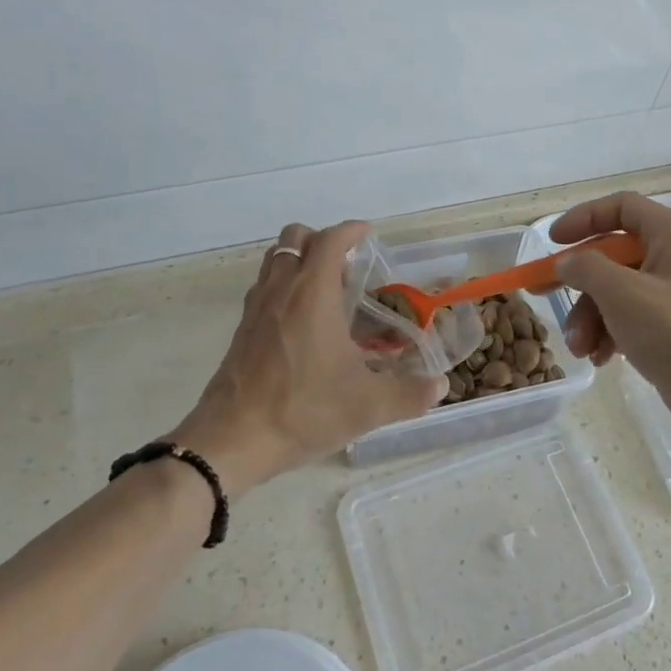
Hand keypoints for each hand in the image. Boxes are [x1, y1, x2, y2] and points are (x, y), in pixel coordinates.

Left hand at [171, 221, 445, 496]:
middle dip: (322, 240)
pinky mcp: (242, 330)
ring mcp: (256, 308)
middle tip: (347, 266)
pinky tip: (301, 323)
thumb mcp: (366, 407)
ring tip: (325, 290)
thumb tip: (440, 386)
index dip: (351, 230)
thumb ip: (408, 395)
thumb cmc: (302, 410)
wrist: (231, 440)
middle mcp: (281, 289)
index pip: (330, 240)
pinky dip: (283, 286)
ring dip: (298, 260)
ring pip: (274, 260)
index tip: (368, 234)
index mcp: (312, 294)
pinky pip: (263, 287)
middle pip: (295, 237)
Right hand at [551, 192, 670, 456]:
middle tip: (543, 294)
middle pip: (615, 255)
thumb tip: (567, 262)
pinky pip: (635, 318)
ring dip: (592, 317)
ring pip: (620, 291)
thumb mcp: (622, 294)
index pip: (621, 207)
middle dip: (580, 283)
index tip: (552, 242)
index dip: (583, 219)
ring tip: (580, 348)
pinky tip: (601, 359)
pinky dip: (613, 333)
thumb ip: (586, 268)